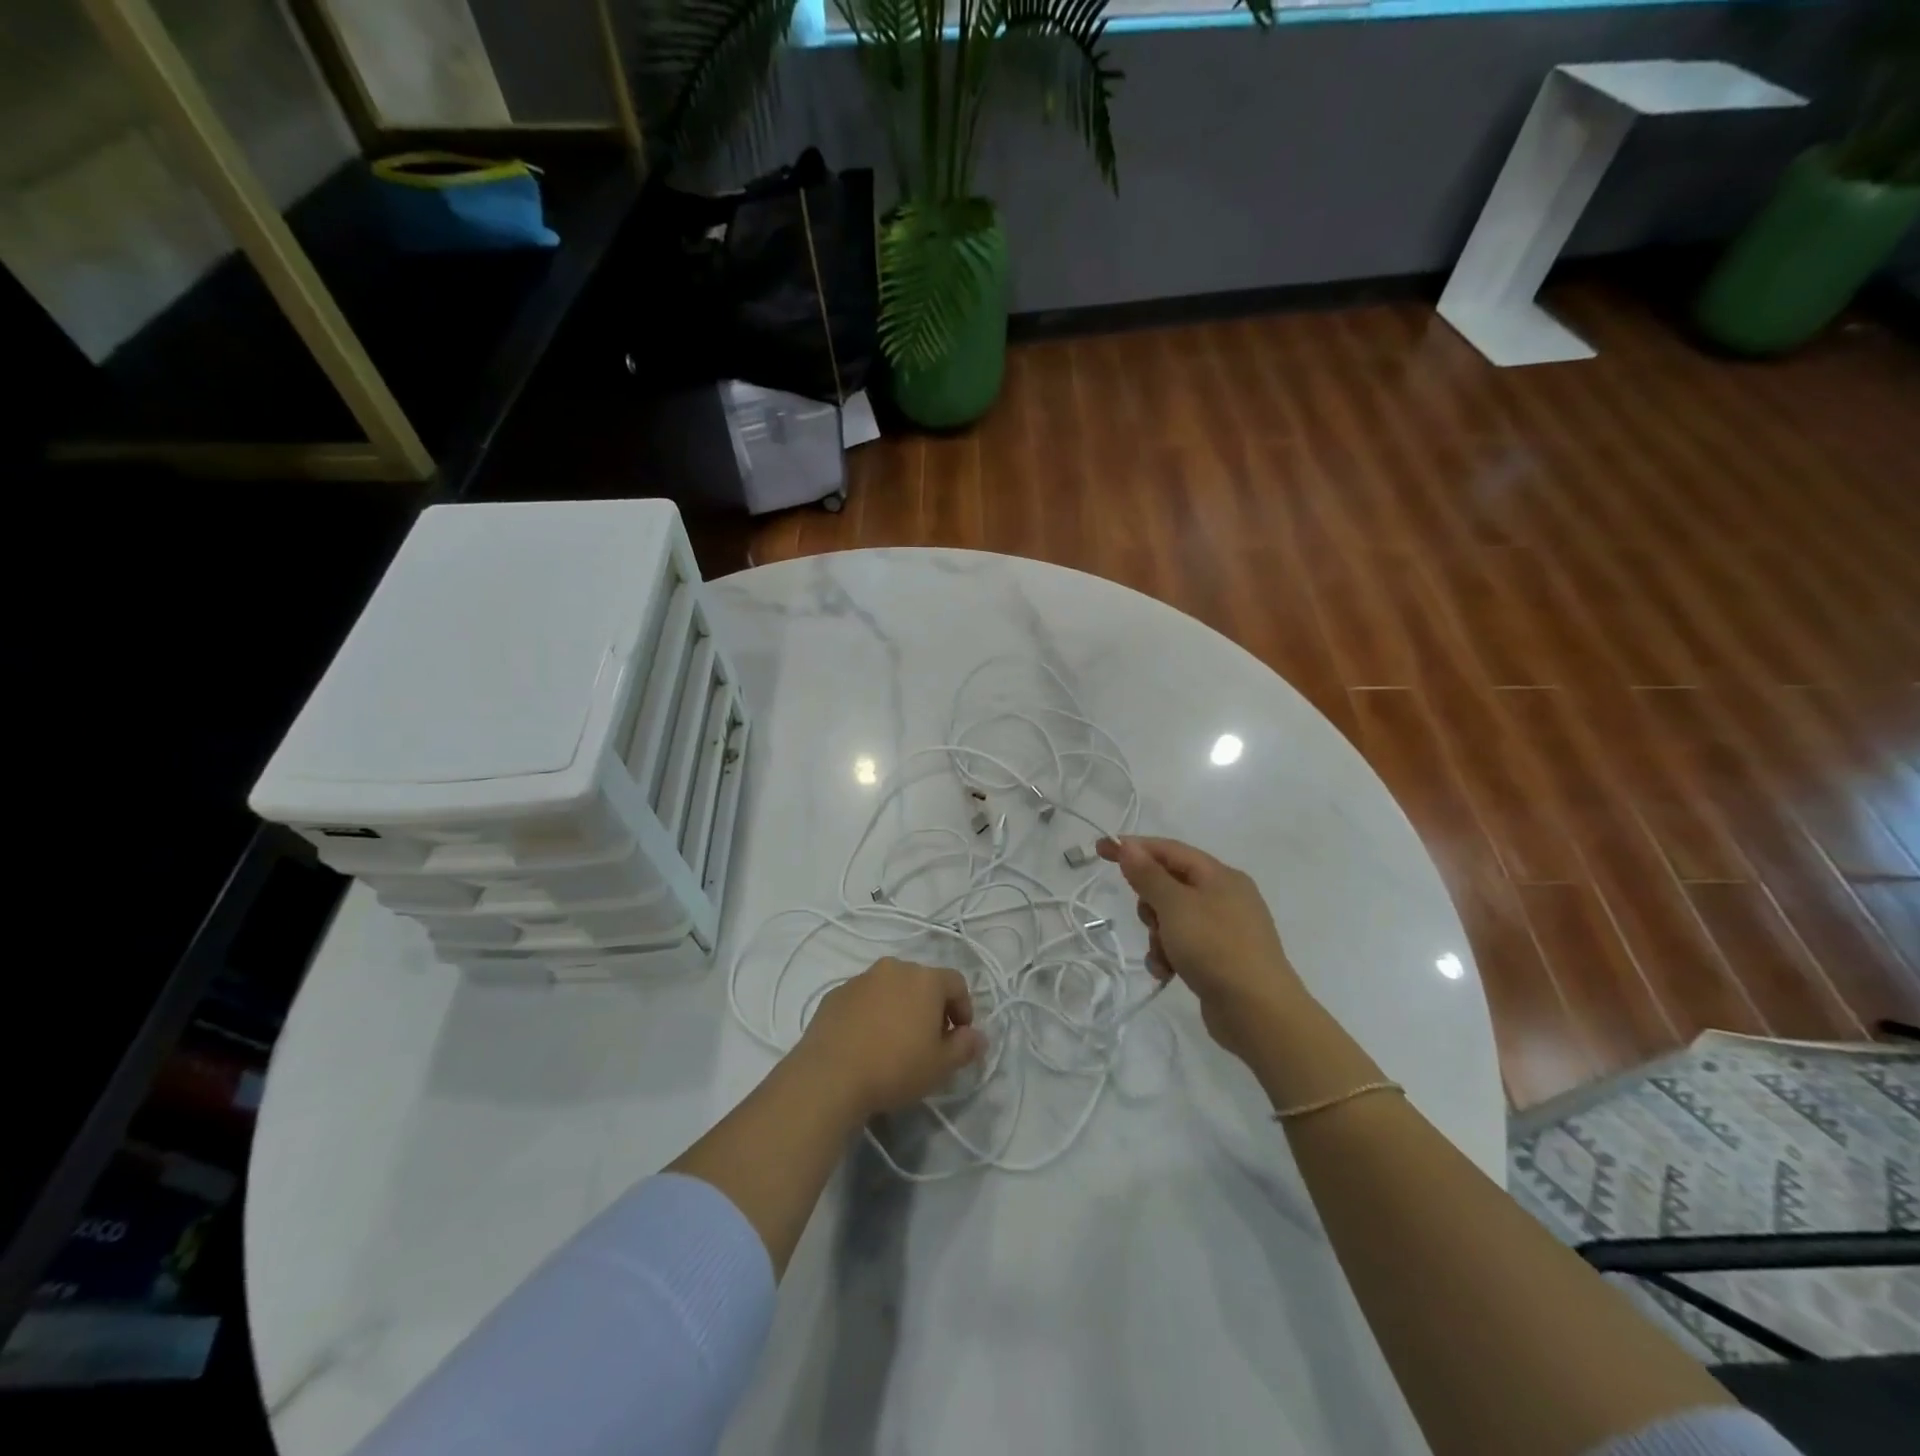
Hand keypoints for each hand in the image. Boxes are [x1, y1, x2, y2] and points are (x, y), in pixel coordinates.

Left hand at [794, 958, 987, 1118]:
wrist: (830, 1075)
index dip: (964, 1009)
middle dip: (931, 1007)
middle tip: (929, 1041)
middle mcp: (894, 968)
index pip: (957, 983)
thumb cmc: (895, 1067)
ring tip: (895, 1042)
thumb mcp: (941, 1066)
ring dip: (899, 1008)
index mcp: (925, 978)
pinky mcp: (835, 994)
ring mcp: (861, 978)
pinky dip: (872, 1013)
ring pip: (891, 988)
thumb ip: (965, 1047)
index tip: (959, 1037)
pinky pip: (864, 999)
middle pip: (922, 982)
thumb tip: (979, 1036)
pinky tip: (866, 1043)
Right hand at [1096, 836, 1308, 1061]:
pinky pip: (1183, 944)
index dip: (1133, 847)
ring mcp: (1224, 929)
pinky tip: (1168, 973)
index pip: (1168, 850)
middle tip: (1150, 920)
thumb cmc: (1215, 948)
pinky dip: (1170, 955)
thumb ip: (1149, 875)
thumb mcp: (1175, 906)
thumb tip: (1129, 846)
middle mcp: (1225, 896)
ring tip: (1163, 955)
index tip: (1100, 849)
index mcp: (1219, 876)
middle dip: (1150, 902)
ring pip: (1172, 918)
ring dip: (1158, 935)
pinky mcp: (1220, 958)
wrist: (1258, 1012)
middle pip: (1169, 884)